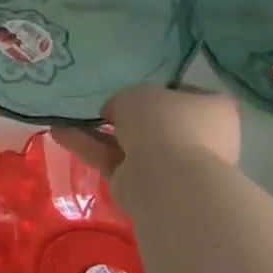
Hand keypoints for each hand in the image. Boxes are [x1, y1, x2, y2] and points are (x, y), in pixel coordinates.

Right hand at [51, 84, 240, 182]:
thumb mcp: (137, 94)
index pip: (187, 94)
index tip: (134, 88)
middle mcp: (199, 138)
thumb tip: (115, 114)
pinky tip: (59, 134)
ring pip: (129, 143)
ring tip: (64, 118)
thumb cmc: (164, 122)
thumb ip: (124, 101)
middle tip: (99, 106)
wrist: (167, 178)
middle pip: (156, 122)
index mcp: (213, 110)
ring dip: (98, 132)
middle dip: (125, 116)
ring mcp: (173, 165)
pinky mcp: (145, 184)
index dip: (160, 90)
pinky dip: (88, 147)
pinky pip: (114, 160)